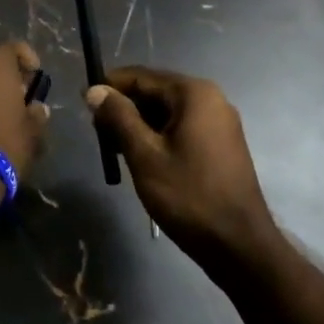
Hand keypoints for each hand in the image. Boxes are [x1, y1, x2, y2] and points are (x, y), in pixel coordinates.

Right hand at [86, 66, 276, 268]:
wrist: (240, 246)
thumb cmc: (189, 196)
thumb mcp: (145, 155)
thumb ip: (118, 117)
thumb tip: (95, 90)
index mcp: (193, 93)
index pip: (141, 76)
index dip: (110, 86)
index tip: (84, 102)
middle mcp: (210, 98)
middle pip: (155, 92)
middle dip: (124, 108)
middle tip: (97, 133)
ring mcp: (219, 122)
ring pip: (168, 112)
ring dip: (139, 125)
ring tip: (114, 149)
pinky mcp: (222, 144)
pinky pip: (182, 128)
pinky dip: (159, 136)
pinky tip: (141, 157)